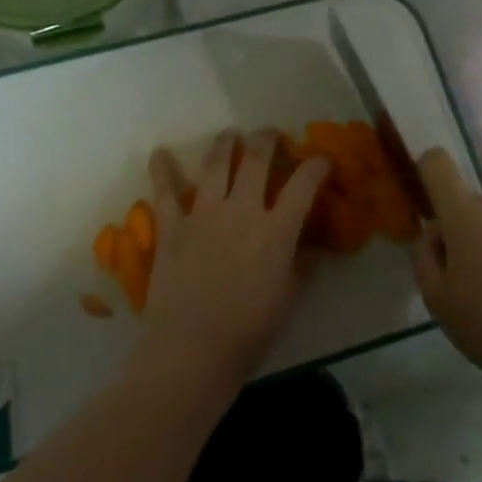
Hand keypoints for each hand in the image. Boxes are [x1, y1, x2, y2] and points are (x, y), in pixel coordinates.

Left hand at [138, 129, 331, 383]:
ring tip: (230, 135)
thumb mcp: (289, 297)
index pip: (304, 185)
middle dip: (267, 140)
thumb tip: (306, 248)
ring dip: (224, 145)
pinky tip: (160, 153)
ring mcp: (204, 215)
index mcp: (277, 230)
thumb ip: (299, 265)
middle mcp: (242, 211)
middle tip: (270, 133)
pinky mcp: (172, 228)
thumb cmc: (250, 330)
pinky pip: (165, 193)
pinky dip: (161, 170)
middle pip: (256, 160)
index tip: (322, 160)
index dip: (317, 166)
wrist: (194, 347)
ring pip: (215, 166)